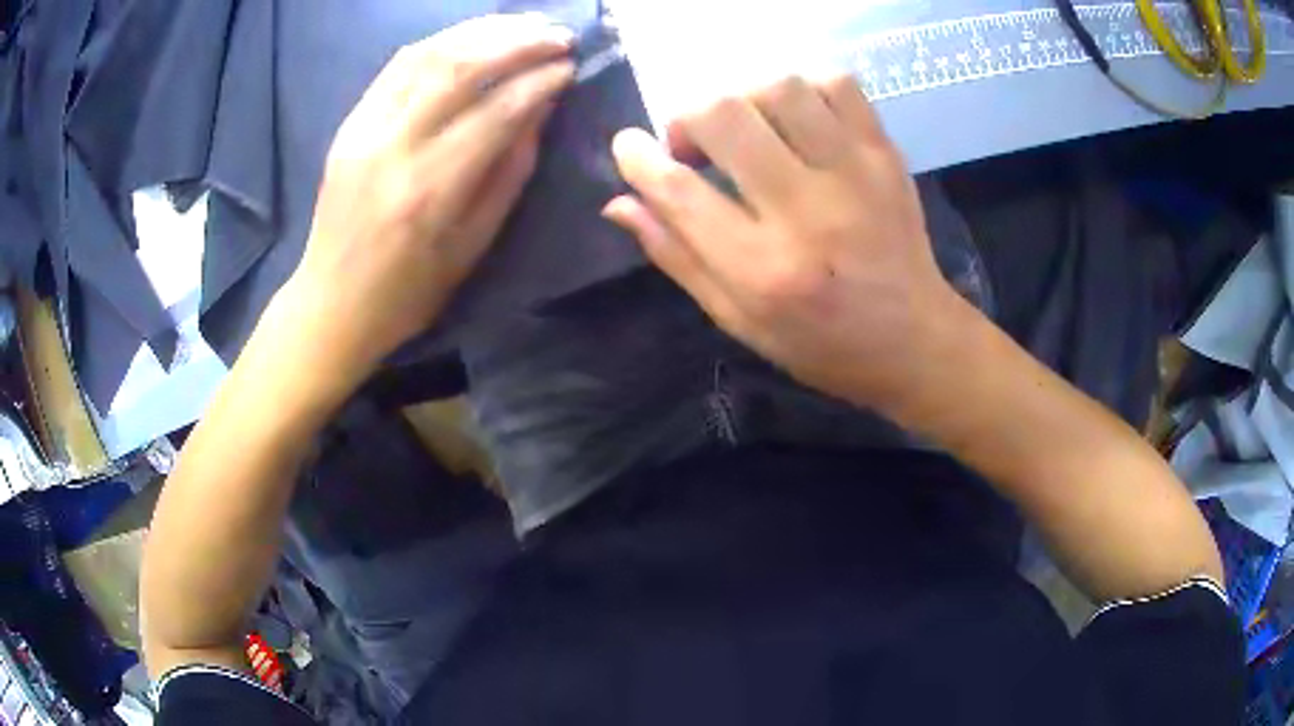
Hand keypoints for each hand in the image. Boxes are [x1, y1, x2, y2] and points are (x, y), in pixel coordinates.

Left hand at [285, 14, 575, 384]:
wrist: (331, 302)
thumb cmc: (408, 291)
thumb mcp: (472, 245)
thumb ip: (509, 173)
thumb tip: (538, 112)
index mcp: (431, 190)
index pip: (497, 112)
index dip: (540, 82)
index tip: (571, 68)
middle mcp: (395, 147)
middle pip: (461, 67)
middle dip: (519, 41)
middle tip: (558, 36)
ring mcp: (365, 129)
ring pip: (428, 54)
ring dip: (482, 30)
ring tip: (524, 24)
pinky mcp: (349, 123)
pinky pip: (398, 65)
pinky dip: (441, 41)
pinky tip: (472, 35)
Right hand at [604, 75, 969, 411]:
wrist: (915, 340)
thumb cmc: (821, 344)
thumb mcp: (738, 320)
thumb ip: (677, 257)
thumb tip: (619, 203)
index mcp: (763, 270)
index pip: (679, 189)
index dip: (638, 157)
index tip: (629, 146)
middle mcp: (806, 213)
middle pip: (724, 116)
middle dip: (688, 118)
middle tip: (695, 144)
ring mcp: (854, 174)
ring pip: (779, 87)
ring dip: (744, 98)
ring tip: (748, 128)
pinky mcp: (885, 154)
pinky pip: (837, 84)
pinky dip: (803, 88)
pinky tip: (796, 118)